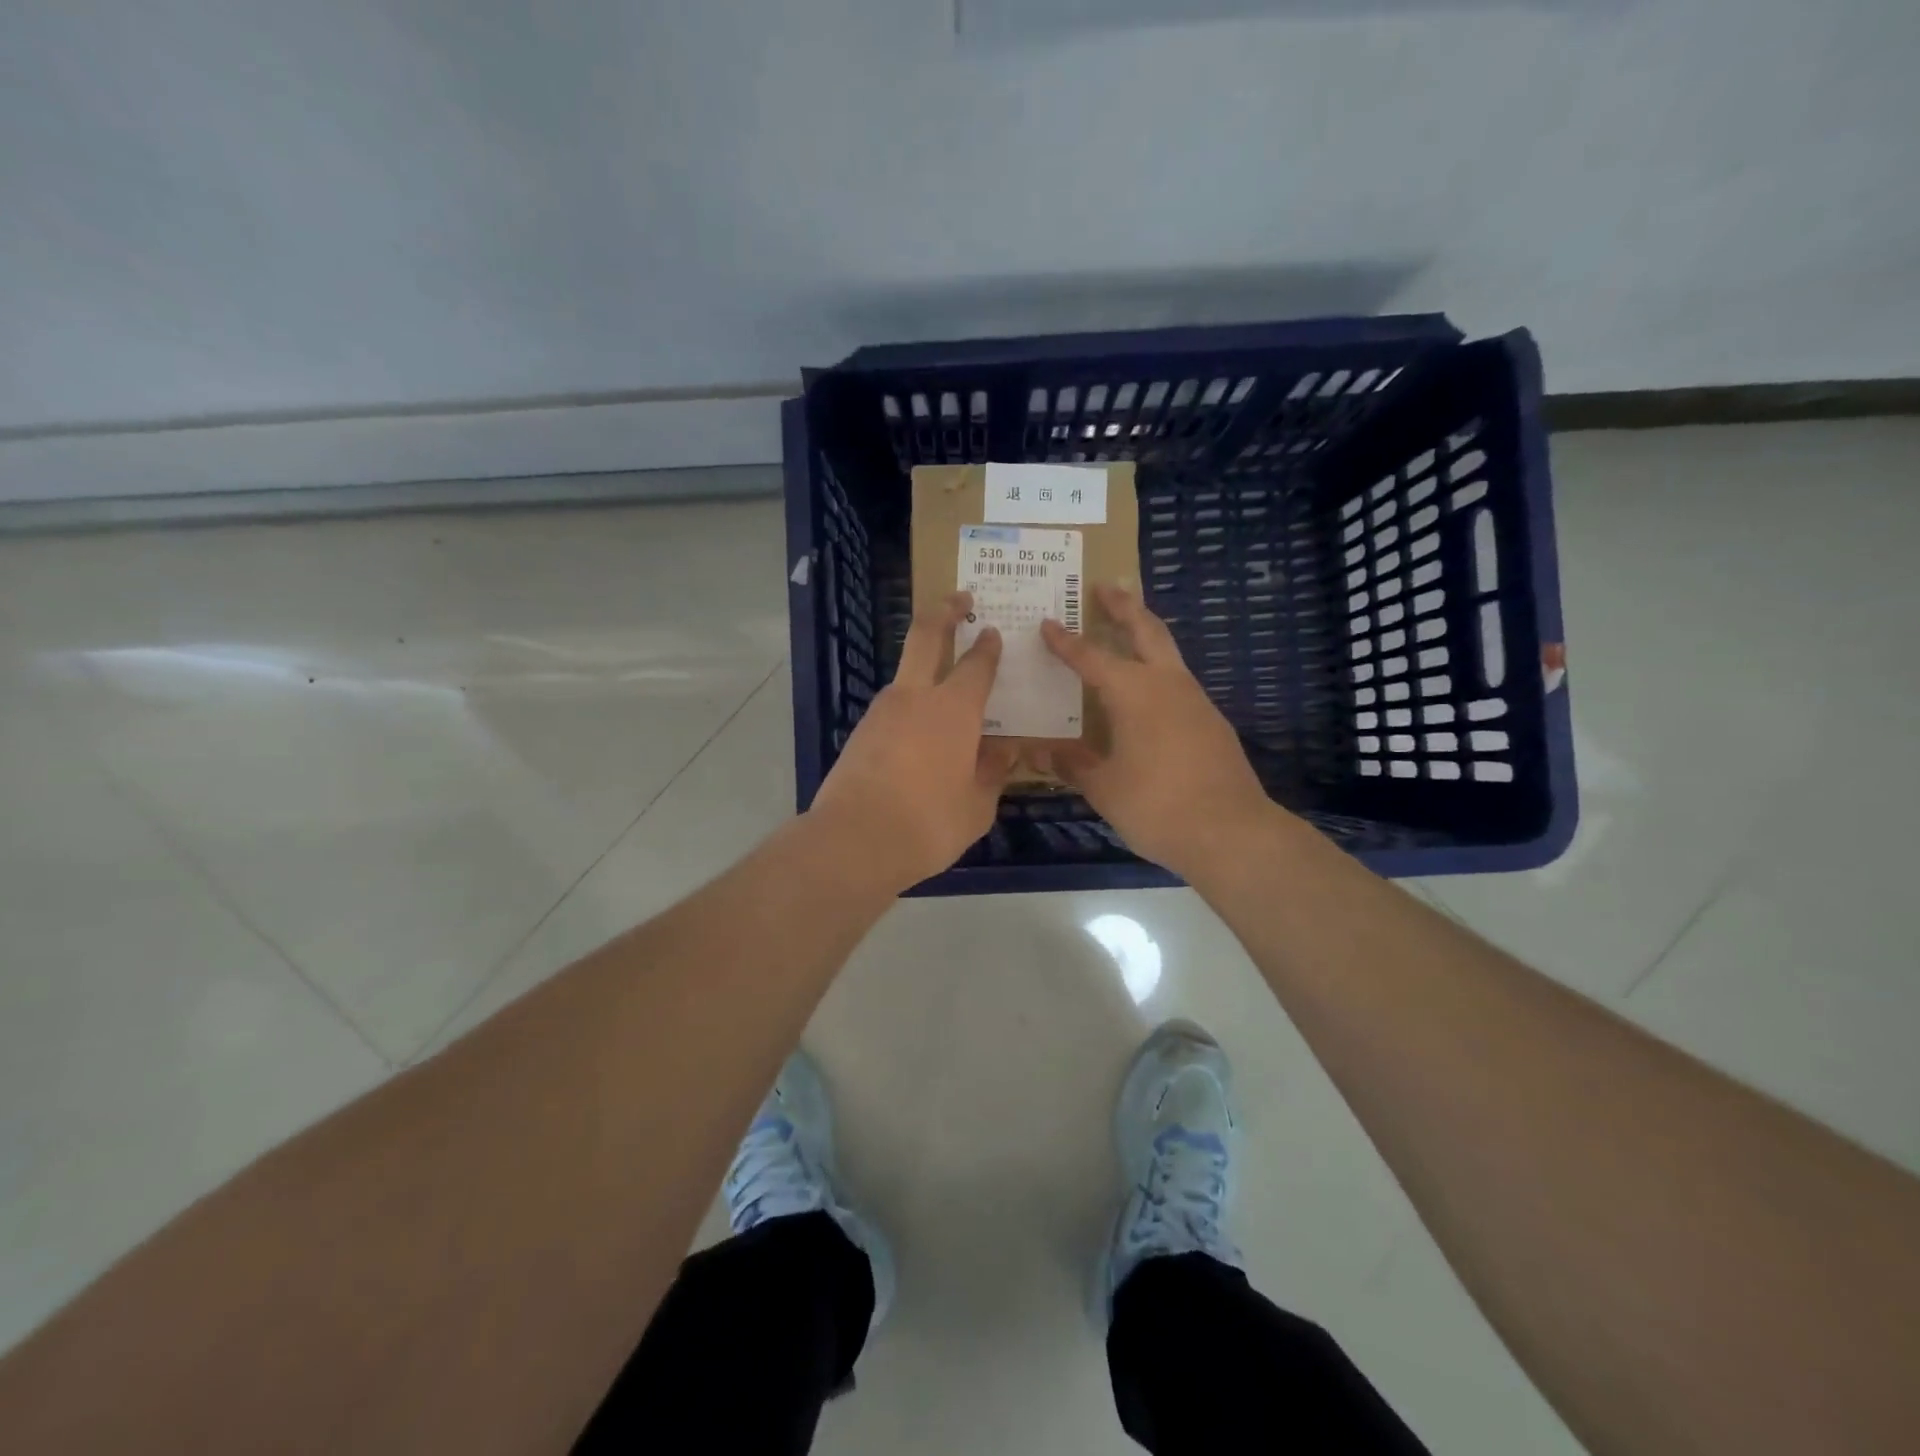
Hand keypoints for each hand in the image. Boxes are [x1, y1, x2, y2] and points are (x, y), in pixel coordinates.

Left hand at [808, 591, 1018, 893]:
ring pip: (906, 676)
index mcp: (954, 709)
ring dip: (925, 670)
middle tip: (960, 599)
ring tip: (946, 695)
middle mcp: (915, 697)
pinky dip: (910, 710)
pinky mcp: (860, 733)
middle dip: (944, 611)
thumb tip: (1003, 751)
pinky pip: (893, 710)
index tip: (993, 632)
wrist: (853, 841)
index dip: (988, 646)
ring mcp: (881, 712)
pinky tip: (920, 739)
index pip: (976, 664)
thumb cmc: (928, 823)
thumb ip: (992, 772)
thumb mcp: (977, 805)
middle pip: (926, 636)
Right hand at [1039, 585, 1275, 877]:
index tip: (1047, 623)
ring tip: (1127, 631)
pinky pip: (1178, 683)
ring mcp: (1196, 701)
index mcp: (1133, 692)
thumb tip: (1042, 754)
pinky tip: (1148, 694)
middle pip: (1146, 630)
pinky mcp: (1212, 722)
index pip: (1091, 657)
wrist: (1231, 832)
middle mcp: (1167, 684)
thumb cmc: (1156, 805)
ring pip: (1168, 654)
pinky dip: (1158, 672)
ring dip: (1146, 634)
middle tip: (1106, 586)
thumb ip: (1073, 765)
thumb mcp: (1103, 788)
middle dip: (1125, 606)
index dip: (1065, 642)